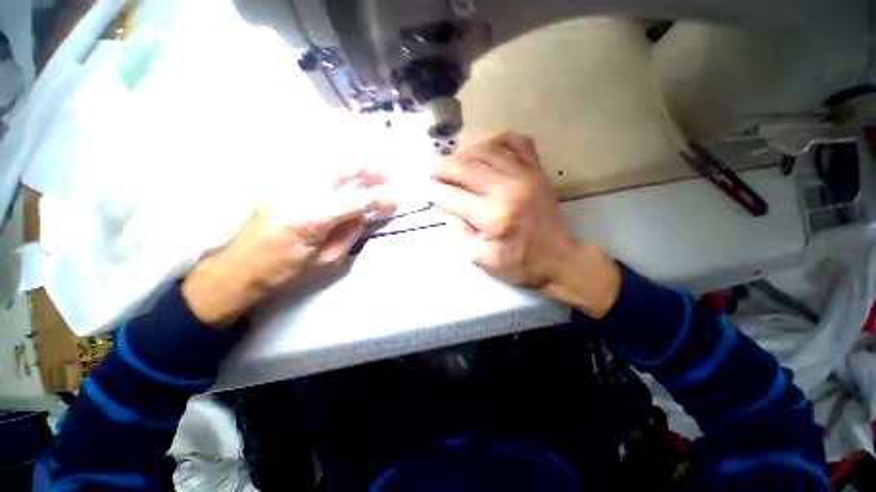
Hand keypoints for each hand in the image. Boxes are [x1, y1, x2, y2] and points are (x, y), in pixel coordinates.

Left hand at [182, 171, 394, 326]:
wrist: (240, 268)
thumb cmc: (285, 271)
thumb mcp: (326, 261)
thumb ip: (349, 235)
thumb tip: (363, 216)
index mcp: (312, 220)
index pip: (356, 202)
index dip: (379, 200)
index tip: (394, 202)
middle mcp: (299, 196)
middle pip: (340, 172)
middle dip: (367, 171)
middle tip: (386, 176)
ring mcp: (286, 187)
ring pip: (326, 166)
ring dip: (352, 167)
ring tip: (369, 172)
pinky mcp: (280, 186)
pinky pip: (313, 172)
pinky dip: (334, 172)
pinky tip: (343, 178)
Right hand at [430, 132, 620, 317]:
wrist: (560, 259)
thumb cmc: (521, 264)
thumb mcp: (484, 261)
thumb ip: (460, 237)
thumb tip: (449, 213)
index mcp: (493, 216)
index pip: (453, 196)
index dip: (433, 190)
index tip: (422, 187)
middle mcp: (507, 189)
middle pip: (465, 168)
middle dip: (442, 168)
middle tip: (431, 172)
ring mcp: (525, 175)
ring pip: (485, 151)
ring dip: (463, 154)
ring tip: (453, 164)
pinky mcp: (537, 171)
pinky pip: (517, 142)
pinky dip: (498, 140)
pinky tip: (487, 149)